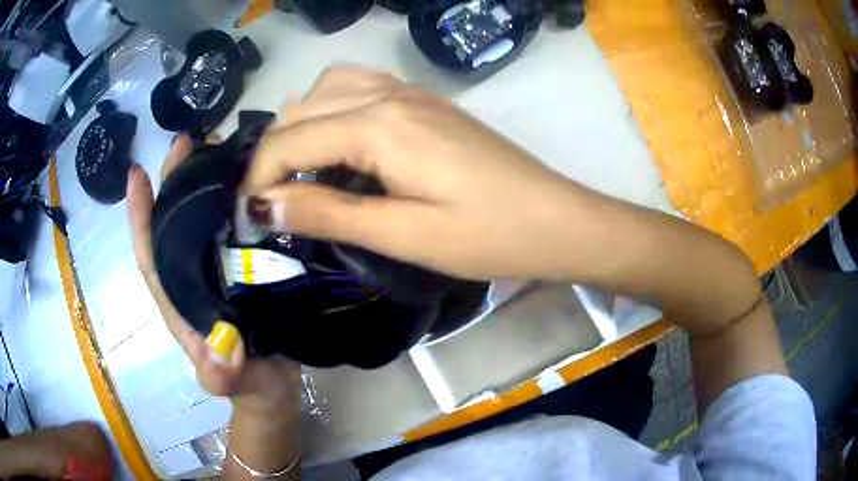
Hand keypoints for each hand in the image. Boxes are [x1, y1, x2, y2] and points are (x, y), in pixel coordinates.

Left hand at [126, 136, 300, 420]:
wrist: (275, 390)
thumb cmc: (250, 388)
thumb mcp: (234, 384)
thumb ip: (223, 375)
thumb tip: (220, 349)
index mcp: (180, 304)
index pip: (151, 258)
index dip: (140, 218)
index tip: (137, 174)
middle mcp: (193, 281)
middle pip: (173, 227)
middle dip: (172, 184)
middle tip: (186, 142)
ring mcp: (218, 274)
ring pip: (202, 223)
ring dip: (203, 185)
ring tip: (217, 148)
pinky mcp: (244, 272)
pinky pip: (234, 231)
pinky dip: (236, 202)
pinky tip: (252, 181)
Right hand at [243, 67, 590, 281]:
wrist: (556, 219)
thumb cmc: (489, 235)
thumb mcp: (405, 235)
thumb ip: (330, 213)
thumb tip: (265, 206)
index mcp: (379, 126)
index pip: (288, 141)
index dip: (258, 180)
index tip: (249, 218)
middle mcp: (389, 95)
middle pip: (301, 110)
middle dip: (274, 154)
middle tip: (274, 202)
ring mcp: (411, 92)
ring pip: (328, 89)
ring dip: (301, 127)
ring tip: (302, 173)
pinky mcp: (427, 102)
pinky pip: (360, 90)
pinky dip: (333, 112)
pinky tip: (341, 146)